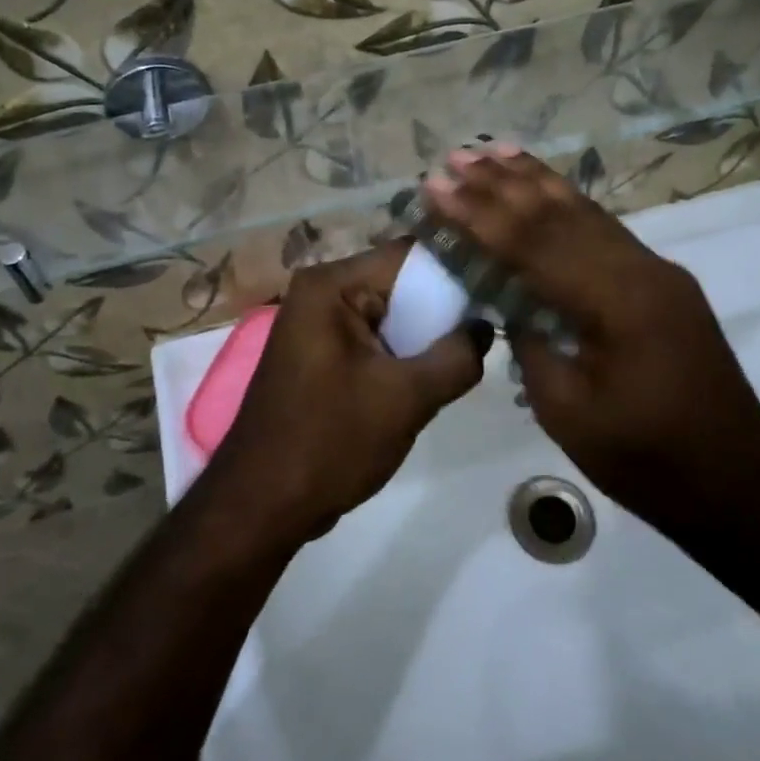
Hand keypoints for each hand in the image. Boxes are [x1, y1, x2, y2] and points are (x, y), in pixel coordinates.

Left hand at [207, 240, 491, 542]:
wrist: (262, 504)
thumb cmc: (330, 442)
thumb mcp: (406, 398)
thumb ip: (456, 357)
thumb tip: (485, 326)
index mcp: (330, 284)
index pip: (408, 255)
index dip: (456, 269)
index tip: (497, 289)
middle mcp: (320, 291)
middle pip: (400, 282)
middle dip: (443, 307)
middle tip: (490, 326)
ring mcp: (317, 322)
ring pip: (390, 312)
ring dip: (425, 334)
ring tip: (468, 353)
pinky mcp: (321, 352)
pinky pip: (374, 337)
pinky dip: (402, 352)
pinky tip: (432, 374)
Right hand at [423, 148, 759, 533]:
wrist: (738, 482)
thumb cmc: (647, 459)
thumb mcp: (568, 410)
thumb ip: (532, 343)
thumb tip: (509, 301)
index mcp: (616, 301)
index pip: (533, 243)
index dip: (478, 214)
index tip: (436, 187)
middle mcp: (639, 269)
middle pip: (558, 215)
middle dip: (500, 184)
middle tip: (453, 157)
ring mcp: (656, 270)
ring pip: (585, 211)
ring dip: (535, 180)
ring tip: (493, 151)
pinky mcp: (661, 281)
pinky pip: (604, 229)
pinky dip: (568, 203)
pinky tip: (547, 190)